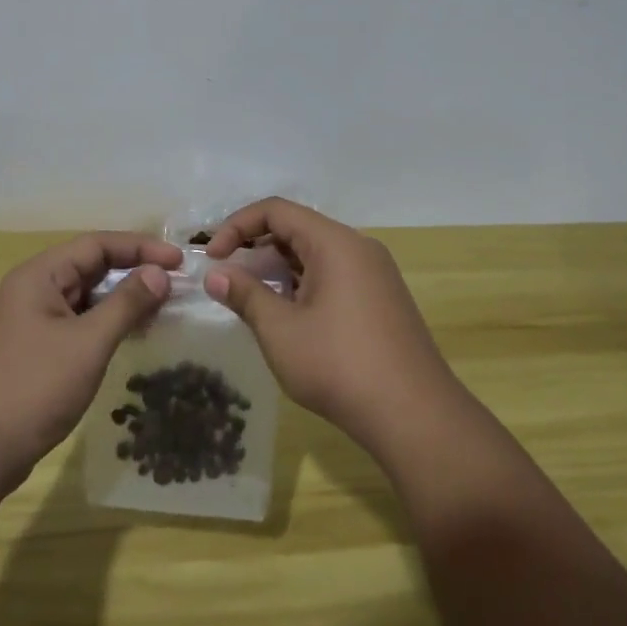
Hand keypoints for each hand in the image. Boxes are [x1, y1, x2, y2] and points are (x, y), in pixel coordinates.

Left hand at [0, 232, 182, 492]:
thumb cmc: (33, 389)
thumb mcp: (87, 343)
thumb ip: (126, 304)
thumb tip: (161, 273)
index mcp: (38, 276)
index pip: (97, 245)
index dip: (141, 247)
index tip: (180, 260)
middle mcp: (31, 290)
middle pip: (90, 267)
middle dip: (134, 272)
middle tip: (176, 284)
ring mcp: (30, 321)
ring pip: (85, 296)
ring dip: (122, 299)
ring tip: (162, 309)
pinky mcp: (33, 349)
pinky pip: (77, 322)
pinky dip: (106, 323)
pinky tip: (131, 336)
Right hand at [202, 198, 462, 456]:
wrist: (414, 415)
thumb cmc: (339, 365)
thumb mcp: (281, 330)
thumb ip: (245, 295)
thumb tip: (215, 275)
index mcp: (335, 242)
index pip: (277, 210)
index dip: (237, 226)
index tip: (212, 258)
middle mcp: (359, 247)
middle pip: (298, 228)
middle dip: (256, 247)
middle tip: (227, 277)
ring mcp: (375, 274)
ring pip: (316, 254)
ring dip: (279, 269)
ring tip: (252, 299)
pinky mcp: (382, 299)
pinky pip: (334, 275)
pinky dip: (303, 284)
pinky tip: (288, 316)